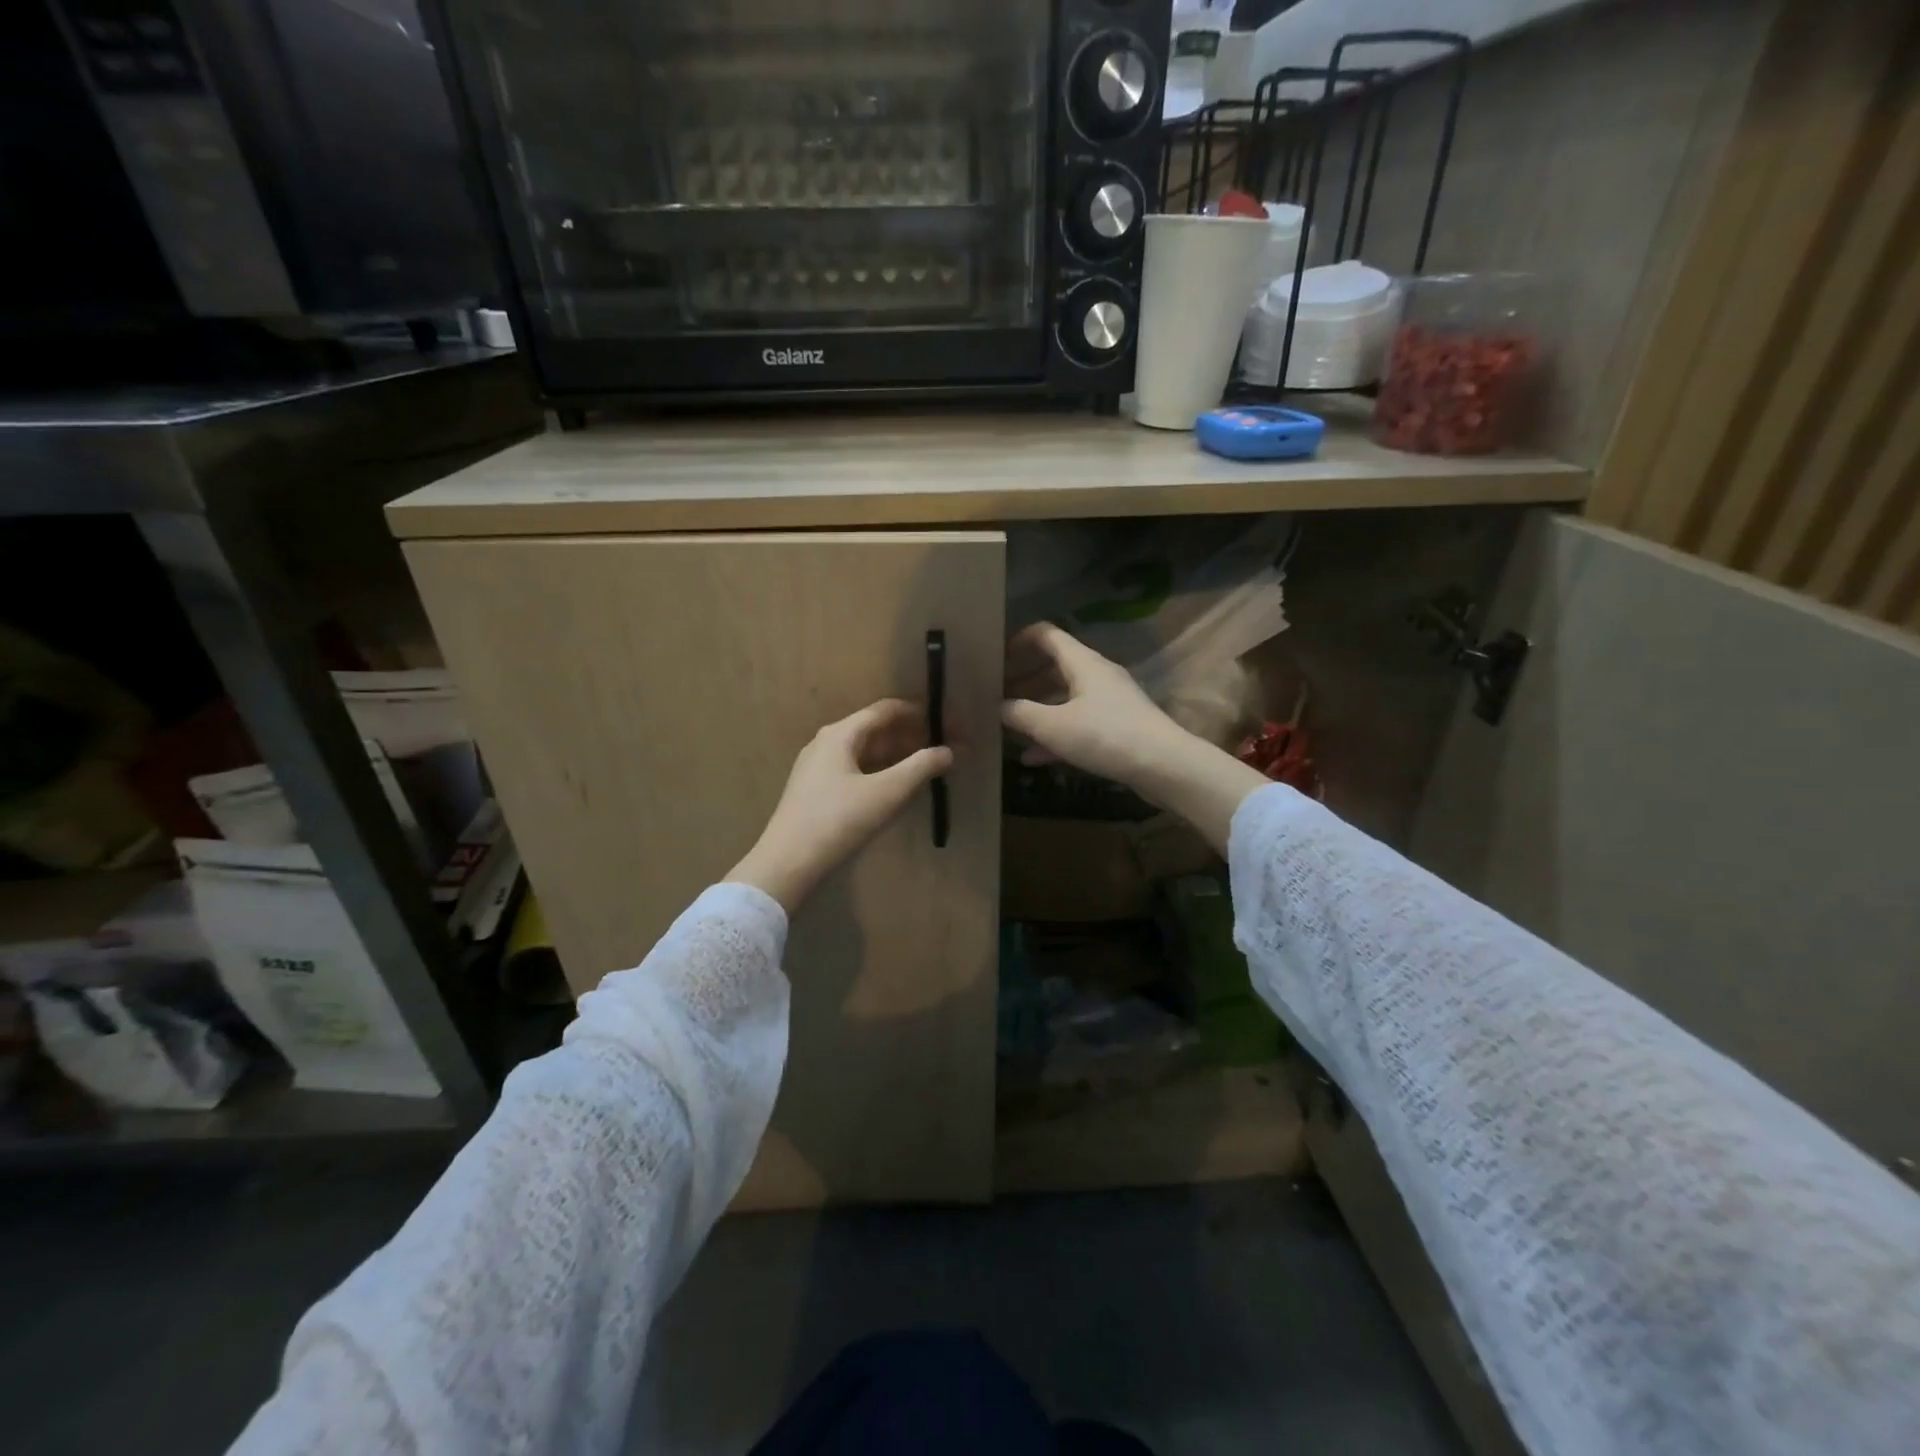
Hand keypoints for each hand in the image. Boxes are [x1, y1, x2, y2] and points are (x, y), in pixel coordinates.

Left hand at [727, 699, 952, 912]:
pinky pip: (857, 770)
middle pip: (878, 730)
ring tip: (929, 768)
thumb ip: (921, 767)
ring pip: (867, 752)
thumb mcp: (887, 793)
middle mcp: (827, 743)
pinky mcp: (816, 790)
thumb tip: (949, 751)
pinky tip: (898, 788)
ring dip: (899, 757)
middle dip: (913, 738)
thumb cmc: (838, 821)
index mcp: (841, 734)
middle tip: (946, 750)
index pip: (887, 710)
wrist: (787, 863)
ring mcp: (819, 767)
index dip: (922, 715)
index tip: (950, 726)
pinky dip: (882, 772)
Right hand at [1001, 623, 1188, 789]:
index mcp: (1082, 662)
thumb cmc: (1105, 735)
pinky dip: (1055, 735)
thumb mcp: (1053, 726)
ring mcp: (1108, 702)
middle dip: (1023, 682)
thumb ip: (1020, 714)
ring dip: (1037, 711)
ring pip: (1064, 699)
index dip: (1019, 640)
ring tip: (1009, 728)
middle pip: (1053, 669)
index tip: (996, 658)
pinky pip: (1077, 723)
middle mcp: (1096, 675)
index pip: (1046, 634)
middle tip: (996, 697)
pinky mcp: (1117, 727)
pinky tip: (1033, 759)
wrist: (1164, 766)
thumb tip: (997, 706)